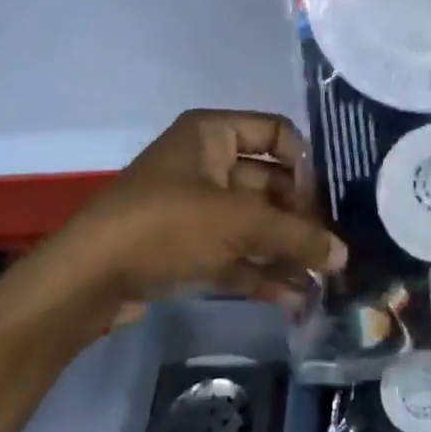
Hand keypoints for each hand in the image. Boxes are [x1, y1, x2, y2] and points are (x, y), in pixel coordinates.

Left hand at [29, 109, 345, 317]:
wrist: (87, 279)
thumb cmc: (166, 225)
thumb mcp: (237, 223)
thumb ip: (296, 235)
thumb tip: (344, 255)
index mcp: (213, 133)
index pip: (277, 133)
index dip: (305, 165)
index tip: (324, 203)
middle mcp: (206, 163)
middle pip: (269, 183)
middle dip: (301, 217)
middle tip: (331, 250)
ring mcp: (196, 207)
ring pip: (254, 222)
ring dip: (285, 249)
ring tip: (321, 281)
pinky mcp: (186, 246)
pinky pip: (234, 252)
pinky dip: (261, 271)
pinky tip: (294, 298)